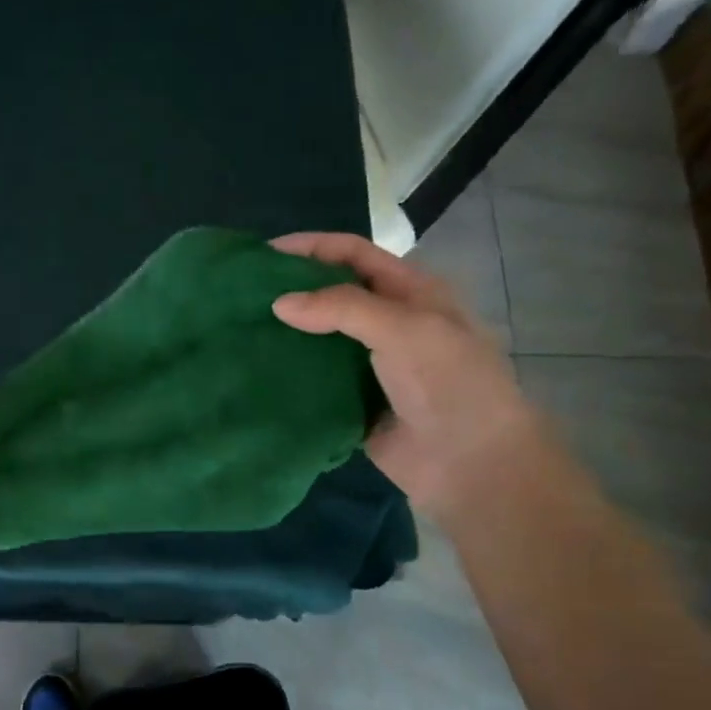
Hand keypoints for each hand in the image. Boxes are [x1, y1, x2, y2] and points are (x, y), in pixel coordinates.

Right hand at [270, 232, 546, 514]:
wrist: (470, 463)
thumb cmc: (448, 382)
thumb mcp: (404, 329)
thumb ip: (341, 307)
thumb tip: (279, 303)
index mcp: (410, 293)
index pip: (354, 254)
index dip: (312, 247)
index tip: (263, 253)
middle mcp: (387, 323)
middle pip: (332, 294)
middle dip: (292, 289)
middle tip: (243, 293)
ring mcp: (368, 365)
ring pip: (318, 338)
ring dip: (286, 333)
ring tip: (241, 329)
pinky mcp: (351, 402)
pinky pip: (314, 381)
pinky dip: (289, 373)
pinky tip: (256, 370)